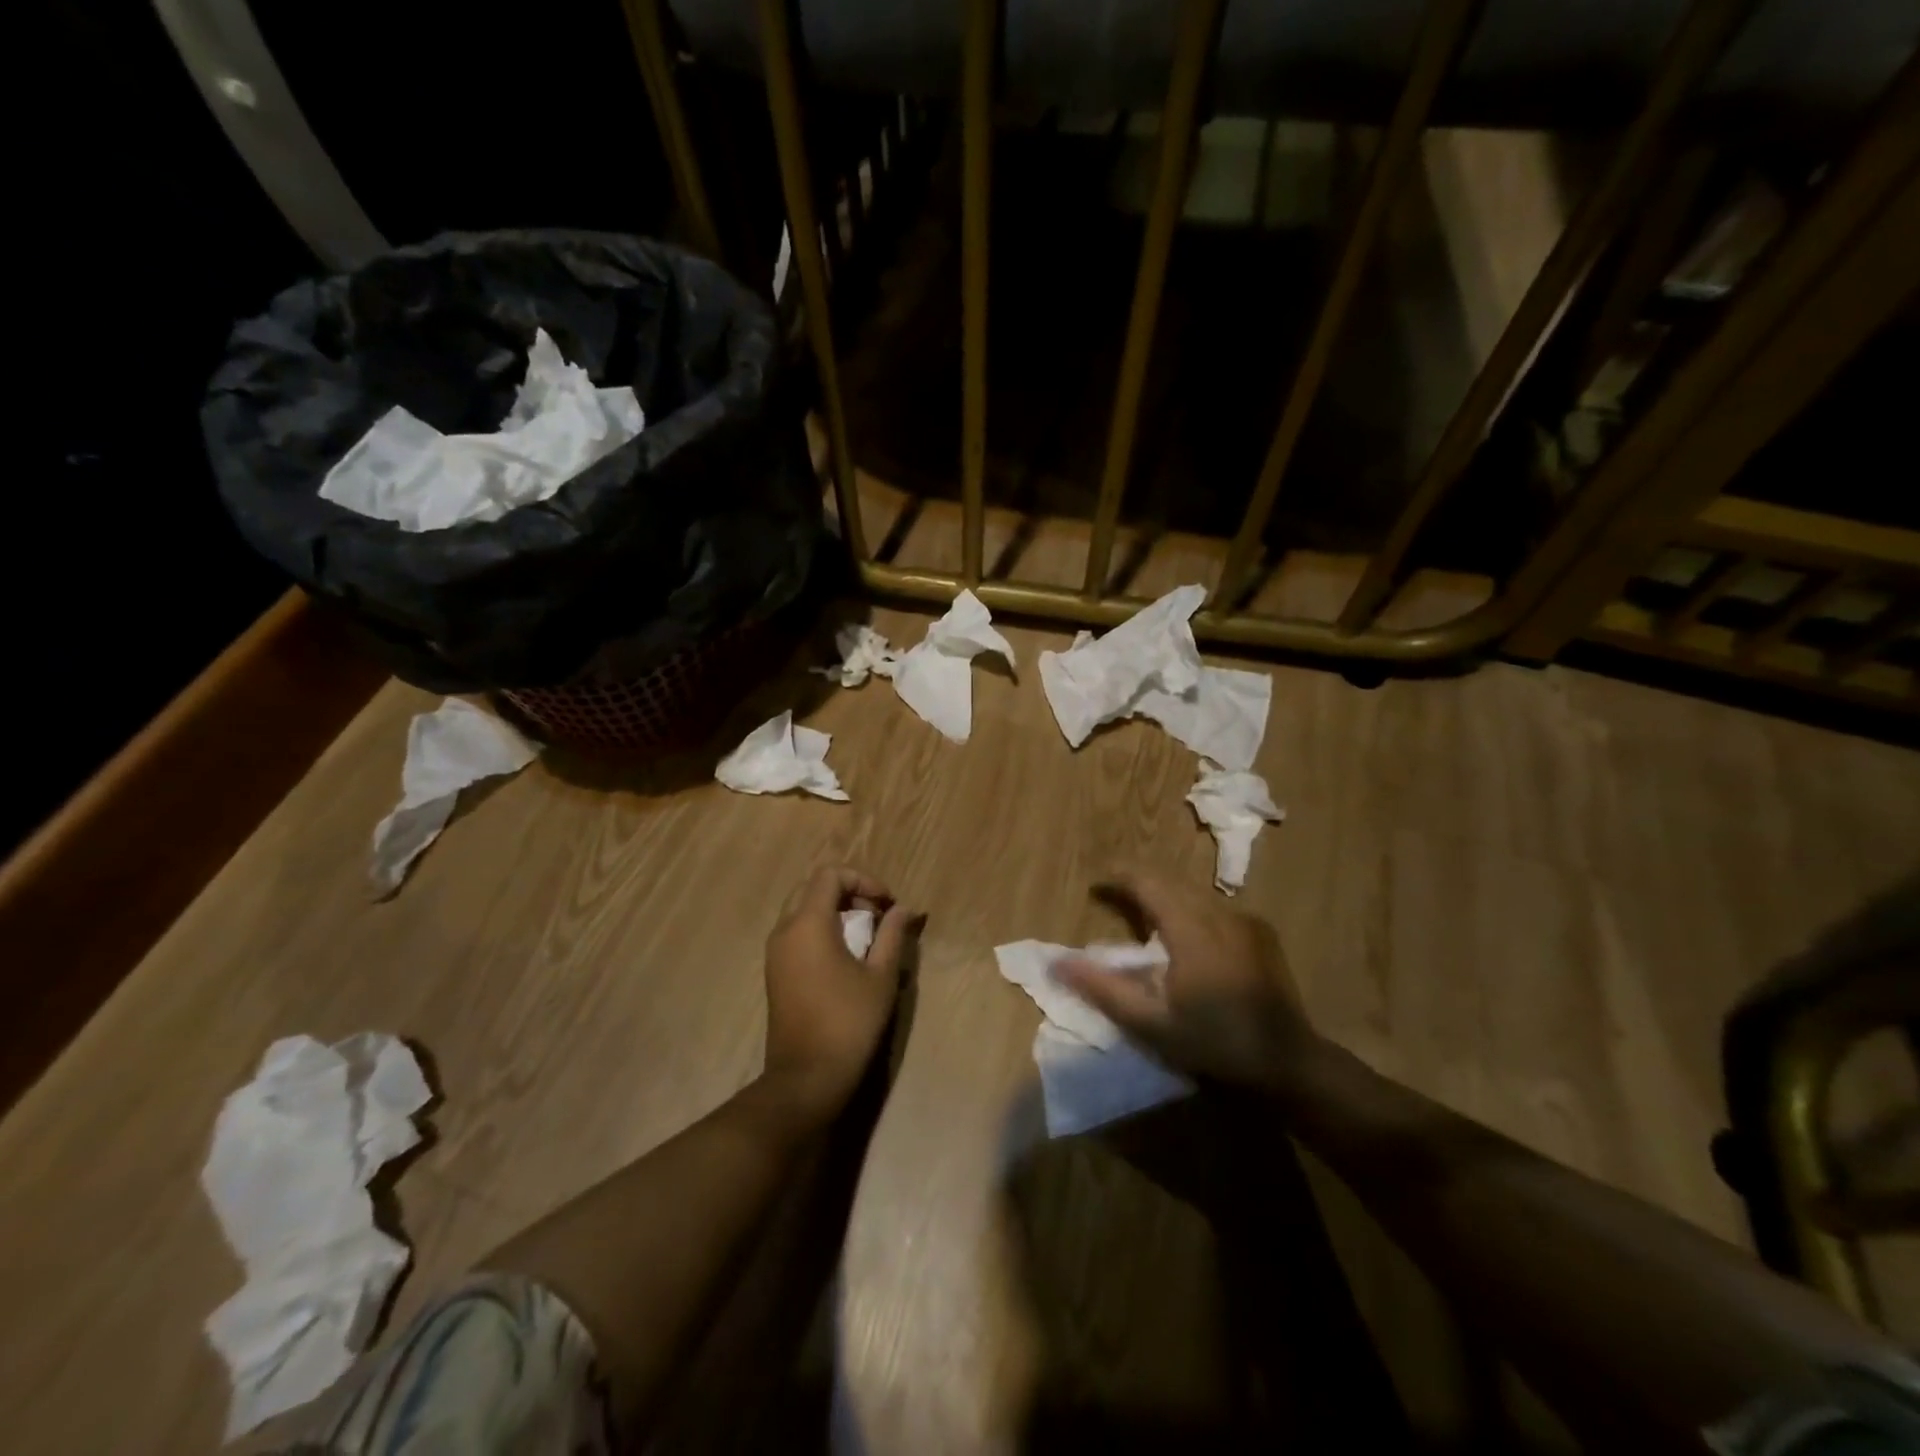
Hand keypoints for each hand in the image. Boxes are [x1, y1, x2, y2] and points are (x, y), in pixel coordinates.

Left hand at [761, 865, 912, 1124]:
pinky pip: (797, 933)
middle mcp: (784, 930)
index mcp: (808, 924)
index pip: (830, 875)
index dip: (863, 879)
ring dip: (835, 912)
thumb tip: (904, 909)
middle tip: (876, 916)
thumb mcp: (881, 976)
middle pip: (813, 888)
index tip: (887, 905)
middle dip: (848, 893)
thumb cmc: (849, 1022)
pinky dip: (821, 930)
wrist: (806, 1077)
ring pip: (803, 910)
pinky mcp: (775, 972)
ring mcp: (775, 952)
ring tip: (865, 937)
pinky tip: (845, 958)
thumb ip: (893, 934)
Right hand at [1055, 867, 1316, 1088]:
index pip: (1148, 882)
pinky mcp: (1261, 934)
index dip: (1119, 877)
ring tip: (1144, 916)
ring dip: (1164, 896)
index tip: (1095, 884)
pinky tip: (1185, 935)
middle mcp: (1219, 913)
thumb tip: (1057, 963)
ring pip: (1194, 893)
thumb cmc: (1215, 1043)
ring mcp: (1244, 921)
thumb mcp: (1151, 1023)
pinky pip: (1215, 908)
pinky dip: (1190, 909)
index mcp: (1191, 928)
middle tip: (1112, 897)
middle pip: (1170, 882)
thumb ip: (1103, 988)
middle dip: (1138, 883)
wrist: (1289, 1062)